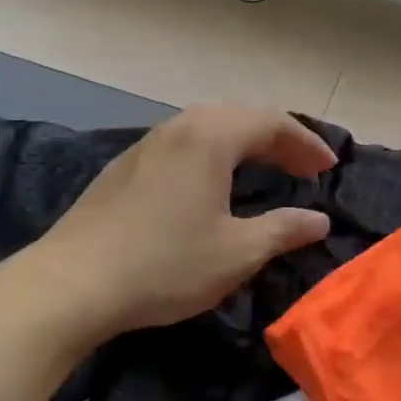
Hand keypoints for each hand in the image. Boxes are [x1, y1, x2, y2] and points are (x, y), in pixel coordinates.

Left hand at [27, 105, 336, 343]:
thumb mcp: (237, 253)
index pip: (271, 123)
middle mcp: (178, 128)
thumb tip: (319, 221)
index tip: (328, 169)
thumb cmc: (165, 265)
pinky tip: (212, 184)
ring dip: (243, 144)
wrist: (72, 283)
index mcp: (210, 137)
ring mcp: (146, 145)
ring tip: (265, 170)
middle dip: (278, 140)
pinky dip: (213, 155)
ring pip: (207, 128)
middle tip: (303, 169)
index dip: (306, 143)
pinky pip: (183, 145)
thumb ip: (284, 230)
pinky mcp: (124, 168)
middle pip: (239, 117)